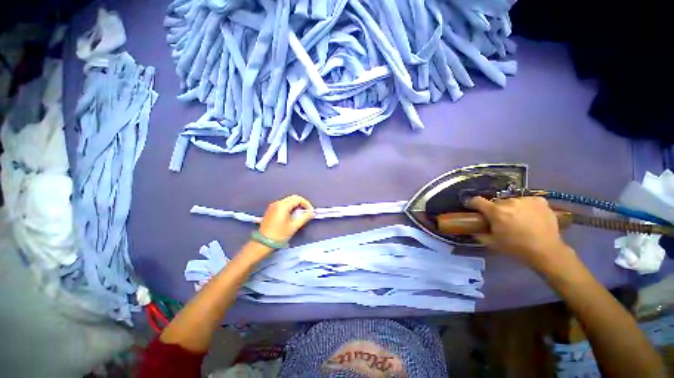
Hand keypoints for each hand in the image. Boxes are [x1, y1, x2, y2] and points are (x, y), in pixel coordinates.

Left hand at [259, 195, 314, 241]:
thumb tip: (312, 212)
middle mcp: (277, 203)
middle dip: (301, 204)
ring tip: (300, 216)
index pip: (298, 199)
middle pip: (293, 198)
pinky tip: (291, 216)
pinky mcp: (271, 210)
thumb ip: (304, 217)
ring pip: (288, 201)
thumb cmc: (279, 234)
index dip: (306, 204)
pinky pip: (283, 205)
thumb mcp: (294, 226)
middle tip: (306, 213)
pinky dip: (289, 208)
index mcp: (283, 205)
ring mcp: (273, 206)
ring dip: (296, 206)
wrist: (263, 243)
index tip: (310, 212)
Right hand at [468, 196, 575, 269]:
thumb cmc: (516, 248)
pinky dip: (525, 206)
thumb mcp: (492, 243)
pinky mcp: (539, 201)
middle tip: (501, 220)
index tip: (472, 208)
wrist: (546, 251)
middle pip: (496, 202)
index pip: (476, 200)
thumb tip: (472, 228)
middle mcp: (509, 202)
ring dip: (510, 208)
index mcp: (495, 211)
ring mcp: (525, 200)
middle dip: (495, 210)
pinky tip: (530, 215)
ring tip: (517, 219)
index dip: (472, 204)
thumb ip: (478, 233)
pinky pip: (526, 200)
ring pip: (511, 201)